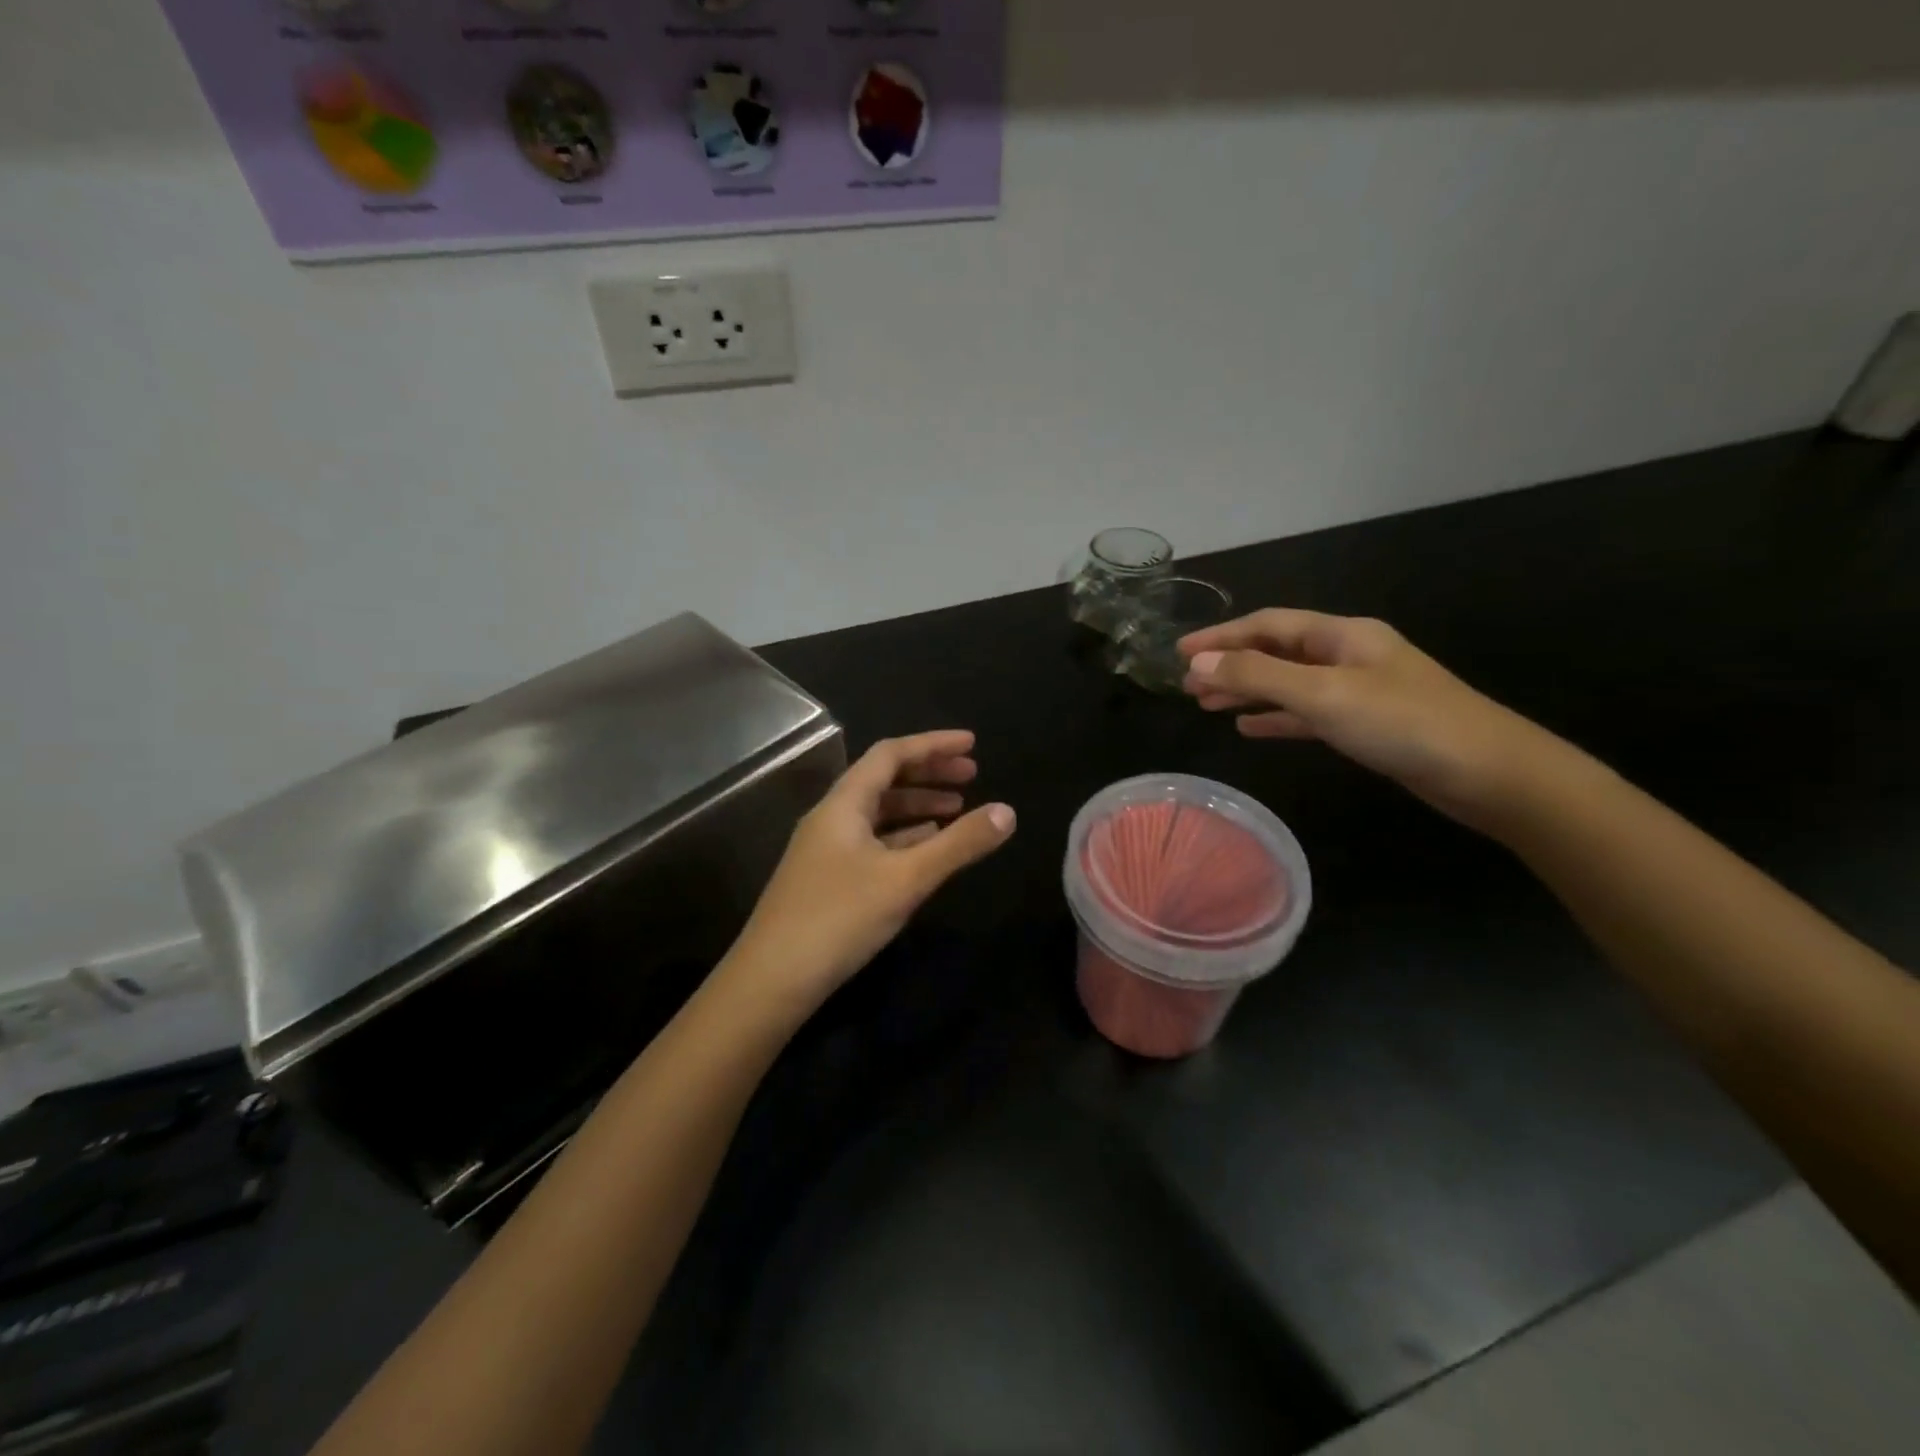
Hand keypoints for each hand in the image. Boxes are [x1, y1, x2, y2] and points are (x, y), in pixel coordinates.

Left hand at [726, 730, 1015, 1012]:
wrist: (770, 981)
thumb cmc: (839, 919)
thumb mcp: (907, 879)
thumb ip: (958, 844)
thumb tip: (1008, 811)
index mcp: (843, 804)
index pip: (890, 755)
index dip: (933, 744)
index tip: (972, 744)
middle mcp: (831, 818)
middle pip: (883, 780)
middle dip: (929, 773)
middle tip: (972, 776)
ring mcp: (825, 851)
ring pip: (878, 814)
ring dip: (918, 807)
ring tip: (957, 811)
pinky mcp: (827, 880)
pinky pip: (872, 843)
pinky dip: (903, 838)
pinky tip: (926, 850)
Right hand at [1179, 609, 1549, 824]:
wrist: (1488, 773)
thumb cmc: (1403, 723)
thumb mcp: (1323, 694)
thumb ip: (1257, 677)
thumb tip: (1197, 663)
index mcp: (1342, 635)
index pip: (1268, 625)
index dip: (1221, 635)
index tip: (1179, 652)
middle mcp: (1348, 655)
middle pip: (1276, 651)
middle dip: (1230, 664)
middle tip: (1186, 685)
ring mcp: (1358, 690)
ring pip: (1287, 683)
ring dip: (1246, 691)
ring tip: (1205, 707)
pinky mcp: (1365, 725)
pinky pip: (1306, 713)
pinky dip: (1274, 718)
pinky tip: (1248, 729)